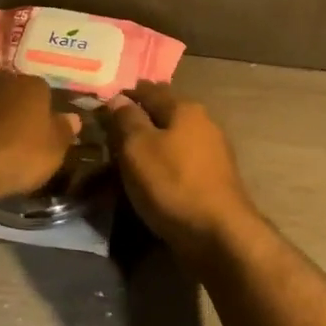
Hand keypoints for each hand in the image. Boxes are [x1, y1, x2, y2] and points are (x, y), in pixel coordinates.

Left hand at [0, 71, 80, 201]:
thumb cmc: (16, 154)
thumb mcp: (53, 151)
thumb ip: (63, 131)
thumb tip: (73, 118)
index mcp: (31, 84)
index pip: (42, 91)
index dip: (43, 110)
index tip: (41, 130)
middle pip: (10, 90)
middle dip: (12, 107)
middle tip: (14, 133)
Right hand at [105, 81, 260, 263]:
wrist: (220, 234)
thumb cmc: (172, 183)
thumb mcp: (138, 147)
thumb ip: (126, 119)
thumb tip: (118, 98)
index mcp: (185, 108)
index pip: (149, 90)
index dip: (126, 94)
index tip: (105, 102)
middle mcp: (204, 123)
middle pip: (165, 112)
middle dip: (141, 117)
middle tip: (114, 128)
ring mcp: (214, 152)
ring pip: (175, 137)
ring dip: (154, 141)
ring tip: (129, 153)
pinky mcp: (215, 179)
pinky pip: (182, 160)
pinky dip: (165, 162)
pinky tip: (153, 173)